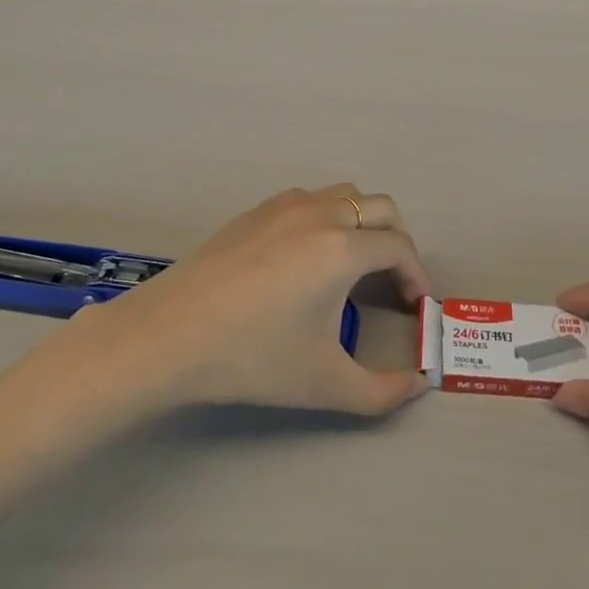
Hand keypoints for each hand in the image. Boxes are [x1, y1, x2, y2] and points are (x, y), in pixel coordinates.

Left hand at [77, 186, 430, 417]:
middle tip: (391, 285)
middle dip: (397, 242)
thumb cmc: (252, 357)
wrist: (169, 335)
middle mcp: (320, 213)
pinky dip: (327, 219)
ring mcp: (284, 206)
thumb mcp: (324, 384)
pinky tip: (307, 260)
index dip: (416, 276)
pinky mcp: (256, 211)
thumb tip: (418, 386)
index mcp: (342, 247)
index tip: (415, 307)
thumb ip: (382, 391)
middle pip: (381, 208)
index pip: (400, 248)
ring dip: (362, 224)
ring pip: (343, 196)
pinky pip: (309, 201)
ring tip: (353, 268)